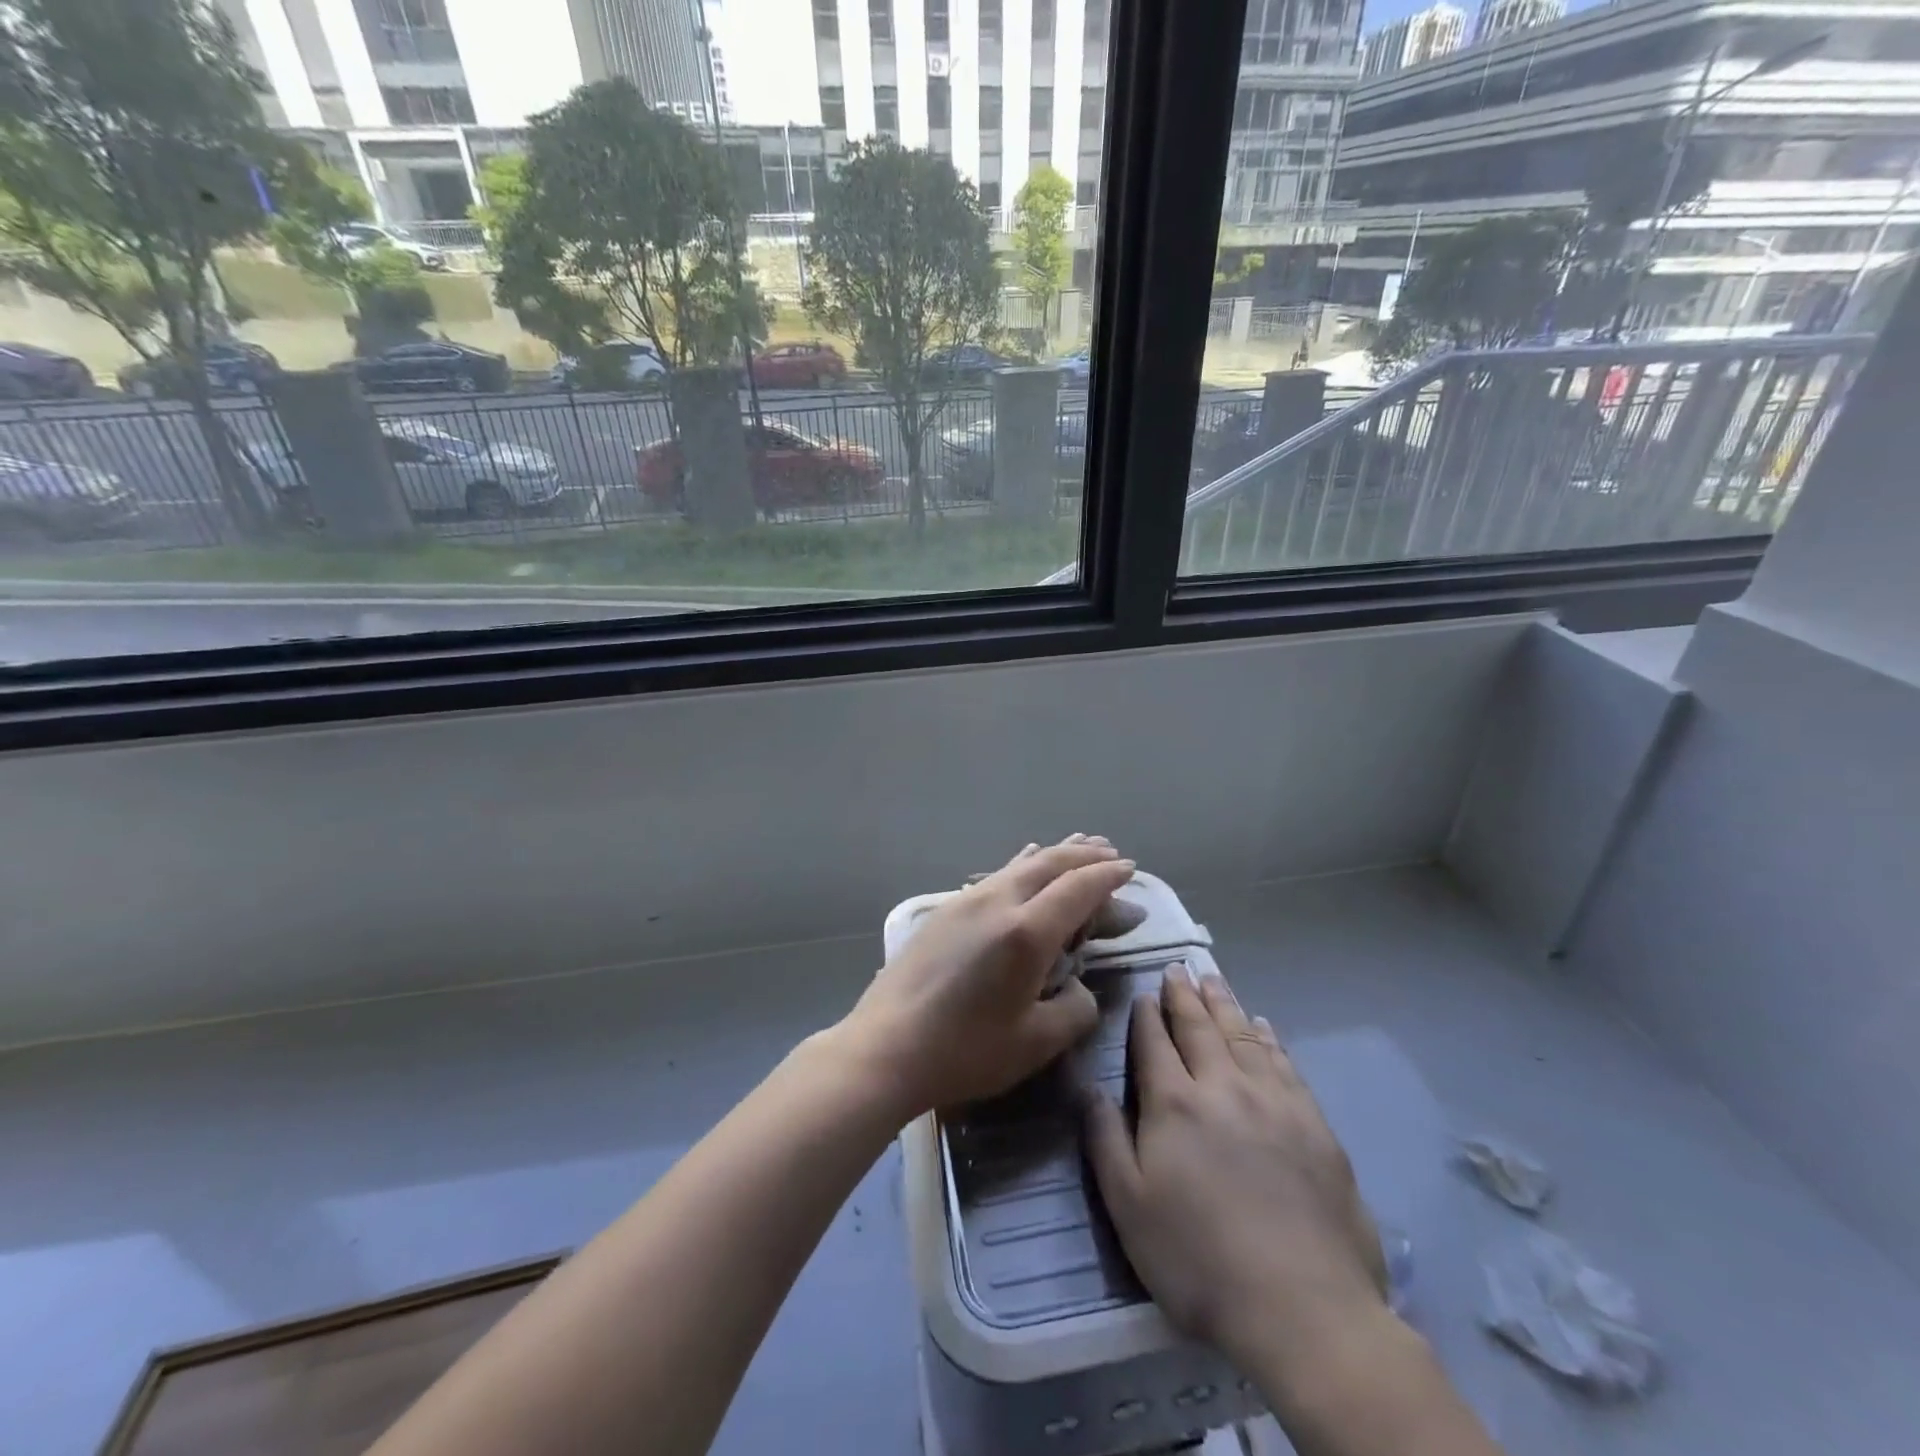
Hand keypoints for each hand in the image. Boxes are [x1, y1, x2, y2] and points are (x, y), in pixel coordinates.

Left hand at [841, 836, 1135, 1119]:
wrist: (886, 1047)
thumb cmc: (965, 1051)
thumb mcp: (1035, 1043)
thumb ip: (1074, 1009)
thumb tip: (1080, 988)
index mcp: (1026, 932)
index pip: (1078, 888)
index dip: (1108, 876)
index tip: (1129, 869)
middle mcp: (998, 903)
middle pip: (1050, 864)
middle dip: (1084, 855)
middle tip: (1110, 852)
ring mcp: (966, 902)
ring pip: (1020, 864)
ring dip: (1054, 854)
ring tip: (1077, 845)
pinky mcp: (945, 911)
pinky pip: (996, 876)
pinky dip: (1022, 865)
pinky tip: (1023, 863)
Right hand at [1084, 966, 1387, 1369]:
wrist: (1304, 1308)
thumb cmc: (1198, 1260)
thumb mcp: (1128, 1207)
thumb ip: (1104, 1139)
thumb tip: (1090, 1085)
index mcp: (1174, 1104)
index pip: (1155, 1042)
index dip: (1146, 1014)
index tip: (1143, 991)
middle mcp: (1222, 1087)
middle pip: (1200, 1028)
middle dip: (1184, 995)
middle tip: (1178, 968)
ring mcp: (1273, 1101)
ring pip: (1242, 1035)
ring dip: (1224, 1004)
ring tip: (1213, 979)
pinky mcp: (1313, 1124)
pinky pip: (1284, 1063)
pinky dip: (1269, 1037)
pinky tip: (1262, 1025)